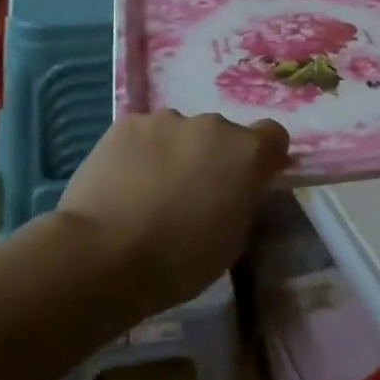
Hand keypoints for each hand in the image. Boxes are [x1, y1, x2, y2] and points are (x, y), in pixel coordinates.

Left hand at [57, 111, 290, 315]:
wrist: (105, 254)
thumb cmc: (180, 260)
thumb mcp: (233, 240)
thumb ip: (242, 201)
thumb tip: (237, 189)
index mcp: (248, 153)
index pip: (273, 135)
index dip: (264, 155)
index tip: (251, 178)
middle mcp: (213, 125)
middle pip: (222, 135)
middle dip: (213, 157)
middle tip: (192, 192)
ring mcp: (167, 119)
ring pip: (180, 132)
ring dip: (176, 152)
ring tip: (150, 189)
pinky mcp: (127, 123)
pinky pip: (144, 133)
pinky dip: (140, 151)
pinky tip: (123, 181)